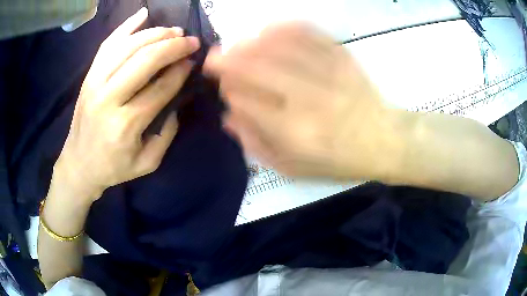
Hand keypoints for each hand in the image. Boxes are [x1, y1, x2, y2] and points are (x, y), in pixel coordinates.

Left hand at [55, 8, 199, 199]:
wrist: (78, 165)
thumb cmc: (112, 168)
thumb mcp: (147, 163)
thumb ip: (166, 134)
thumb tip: (177, 100)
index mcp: (125, 125)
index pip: (160, 88)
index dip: (181, 71)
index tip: (193, 62)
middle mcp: (108, 98)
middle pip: (145, 60)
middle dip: (173, 46)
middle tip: (190, 41)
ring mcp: (95, 83)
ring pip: (128, 46)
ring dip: (155, 33)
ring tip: (173, 31)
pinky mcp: (88, 76)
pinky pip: (108, 44)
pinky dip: (126, 26)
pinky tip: (143, 14)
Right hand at [205, 23, 403, 179]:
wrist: (386, 140)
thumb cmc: (340, 160)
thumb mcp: (296, 169)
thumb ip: (259, 145)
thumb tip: (229, 118)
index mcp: (294, 133)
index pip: (246, 102)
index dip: (229, 90)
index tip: (223, 87)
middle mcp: (308, 100)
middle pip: (257, 69)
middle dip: (228, 60)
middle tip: (213, 56)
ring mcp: (327, 74)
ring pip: (279, 47)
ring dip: (251, 42)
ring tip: (238, 44)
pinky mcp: (343, 58)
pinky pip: (310, 34)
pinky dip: (286, 28)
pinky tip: (270, 29)